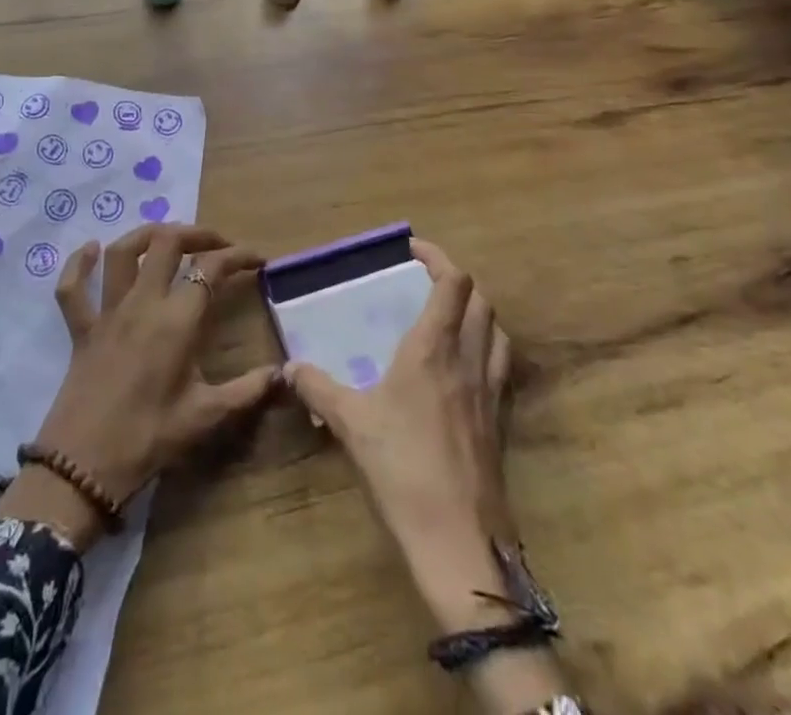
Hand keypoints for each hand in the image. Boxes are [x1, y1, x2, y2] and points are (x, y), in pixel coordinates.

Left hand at [0, 225, 277, 548]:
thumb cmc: (149, 439)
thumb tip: (286, 374)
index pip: (211, 269)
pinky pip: (72, 288)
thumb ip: (248, 391)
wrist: (82, 467)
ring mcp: (107, 312)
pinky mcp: (81, 328)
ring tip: (168, 237)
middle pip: (168, 243)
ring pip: (123, 252)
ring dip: (146, 234)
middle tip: (217, 244)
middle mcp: (142, 303)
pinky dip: (78, 265)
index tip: (257, 259)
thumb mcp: (206, 417)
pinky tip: (89, 250)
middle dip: (197, 233)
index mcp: (176, 321)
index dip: (238, 256)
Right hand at [284, 240, 513, 562]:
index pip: (453, 283)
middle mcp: (469, 359)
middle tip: (426, 280)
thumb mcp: (350, 423)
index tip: (412, 250)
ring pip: (498, 330)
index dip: (438, 257)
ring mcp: (491, 391)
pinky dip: (488, 347)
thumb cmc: (403, 468)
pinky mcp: (501, 421)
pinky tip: (464, 368)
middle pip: (481, 299)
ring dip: (478, 311)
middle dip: (457, 279)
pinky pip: (501, 365)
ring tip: (450, 316)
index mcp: (435, 348)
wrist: (459, 540)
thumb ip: (317, 388)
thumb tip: (289, 368)